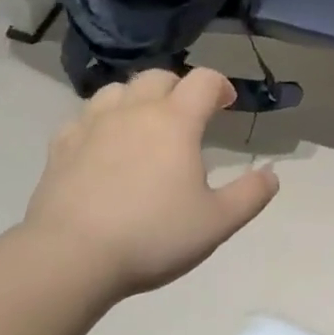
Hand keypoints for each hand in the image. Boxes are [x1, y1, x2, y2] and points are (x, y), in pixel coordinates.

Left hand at [20, 67, 278, 298]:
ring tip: (143, 125)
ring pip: (118, 90)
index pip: (204, 80)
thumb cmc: (152, 236)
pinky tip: (102, 146)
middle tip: (187, 116)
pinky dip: (99, 122)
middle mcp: (135, 111)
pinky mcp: (61, 146)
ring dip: (136, 98)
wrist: (70, 258)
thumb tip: (272, 174)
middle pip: (159, 76)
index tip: (227, 104)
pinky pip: (83, 118)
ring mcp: (93, 125)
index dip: (220, 85)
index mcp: (176, 121)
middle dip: (178, 87)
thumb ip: (250, 195)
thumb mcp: (217, 222)